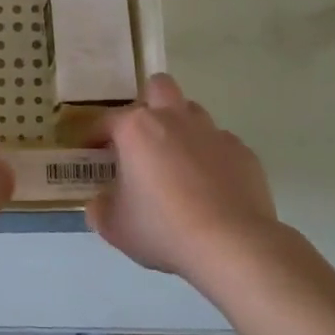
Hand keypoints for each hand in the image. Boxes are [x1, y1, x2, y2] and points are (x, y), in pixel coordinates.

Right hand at [87, 73, 284, 281]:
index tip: (92, 153)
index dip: (94, 137)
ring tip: (177, 163)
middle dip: (148, 103)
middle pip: (159, 87)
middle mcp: (174, 119)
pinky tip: (210, 188)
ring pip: (193, 113)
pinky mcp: (243, 152)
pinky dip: (210, 158)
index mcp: (136, 129)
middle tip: (142, 138)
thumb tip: (102, 202)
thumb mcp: (115, 226)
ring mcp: (212, 133)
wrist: (233, 246)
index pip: (105, 120)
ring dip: (181, 128)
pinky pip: (220, 145)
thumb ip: (101, 207)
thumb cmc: (163, 229)